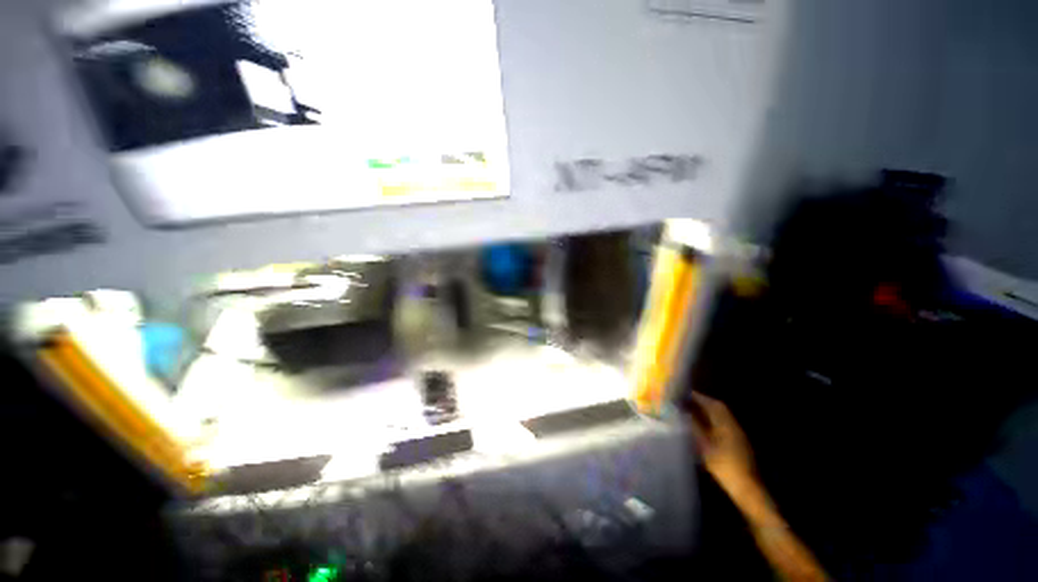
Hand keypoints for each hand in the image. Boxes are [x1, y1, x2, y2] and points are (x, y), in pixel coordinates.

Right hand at [687, 392, 758, 501]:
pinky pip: (724, 424)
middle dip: (703, 402)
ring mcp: (737, 434)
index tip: (684, 394)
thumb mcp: (704, 446)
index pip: (712, 404)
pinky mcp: (738, 442)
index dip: (698, 397)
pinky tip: (703, 425)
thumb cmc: (724, 466)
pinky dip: (713, 420)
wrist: (746, 487)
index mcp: (726, 424)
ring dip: (708, 411)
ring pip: (721, 416)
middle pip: (718, 408)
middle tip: (687, 400)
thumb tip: (684, 413)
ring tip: (692, 410)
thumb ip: (694, 427)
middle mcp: (733, 425)